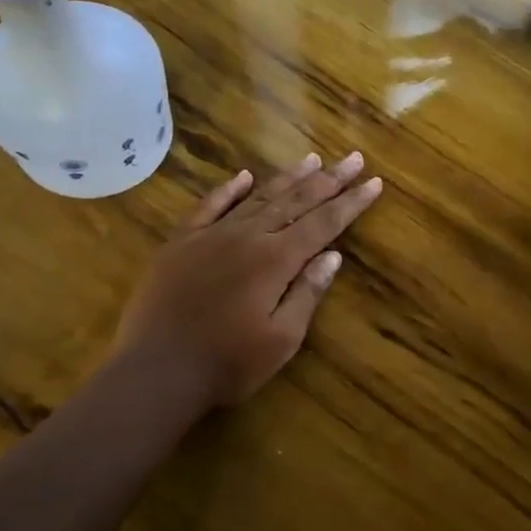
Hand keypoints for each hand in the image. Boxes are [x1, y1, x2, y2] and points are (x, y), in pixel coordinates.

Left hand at [112, 153, 382, 407]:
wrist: (155, 371)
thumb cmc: (228, 363)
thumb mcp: (282, 338)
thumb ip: (307, 293)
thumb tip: (332, 256)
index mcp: (275, 260)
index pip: (324, 223)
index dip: (351, 203)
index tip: (374, 183)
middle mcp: (247, 237)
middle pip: (296, 201)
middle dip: (329, 180)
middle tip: (354, 159)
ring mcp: (211, 236)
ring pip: (258, 197)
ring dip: (289, 178)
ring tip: (314, 159)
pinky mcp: (181, 243)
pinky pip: (209, 206)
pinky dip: (229, 189)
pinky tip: (244, 176)